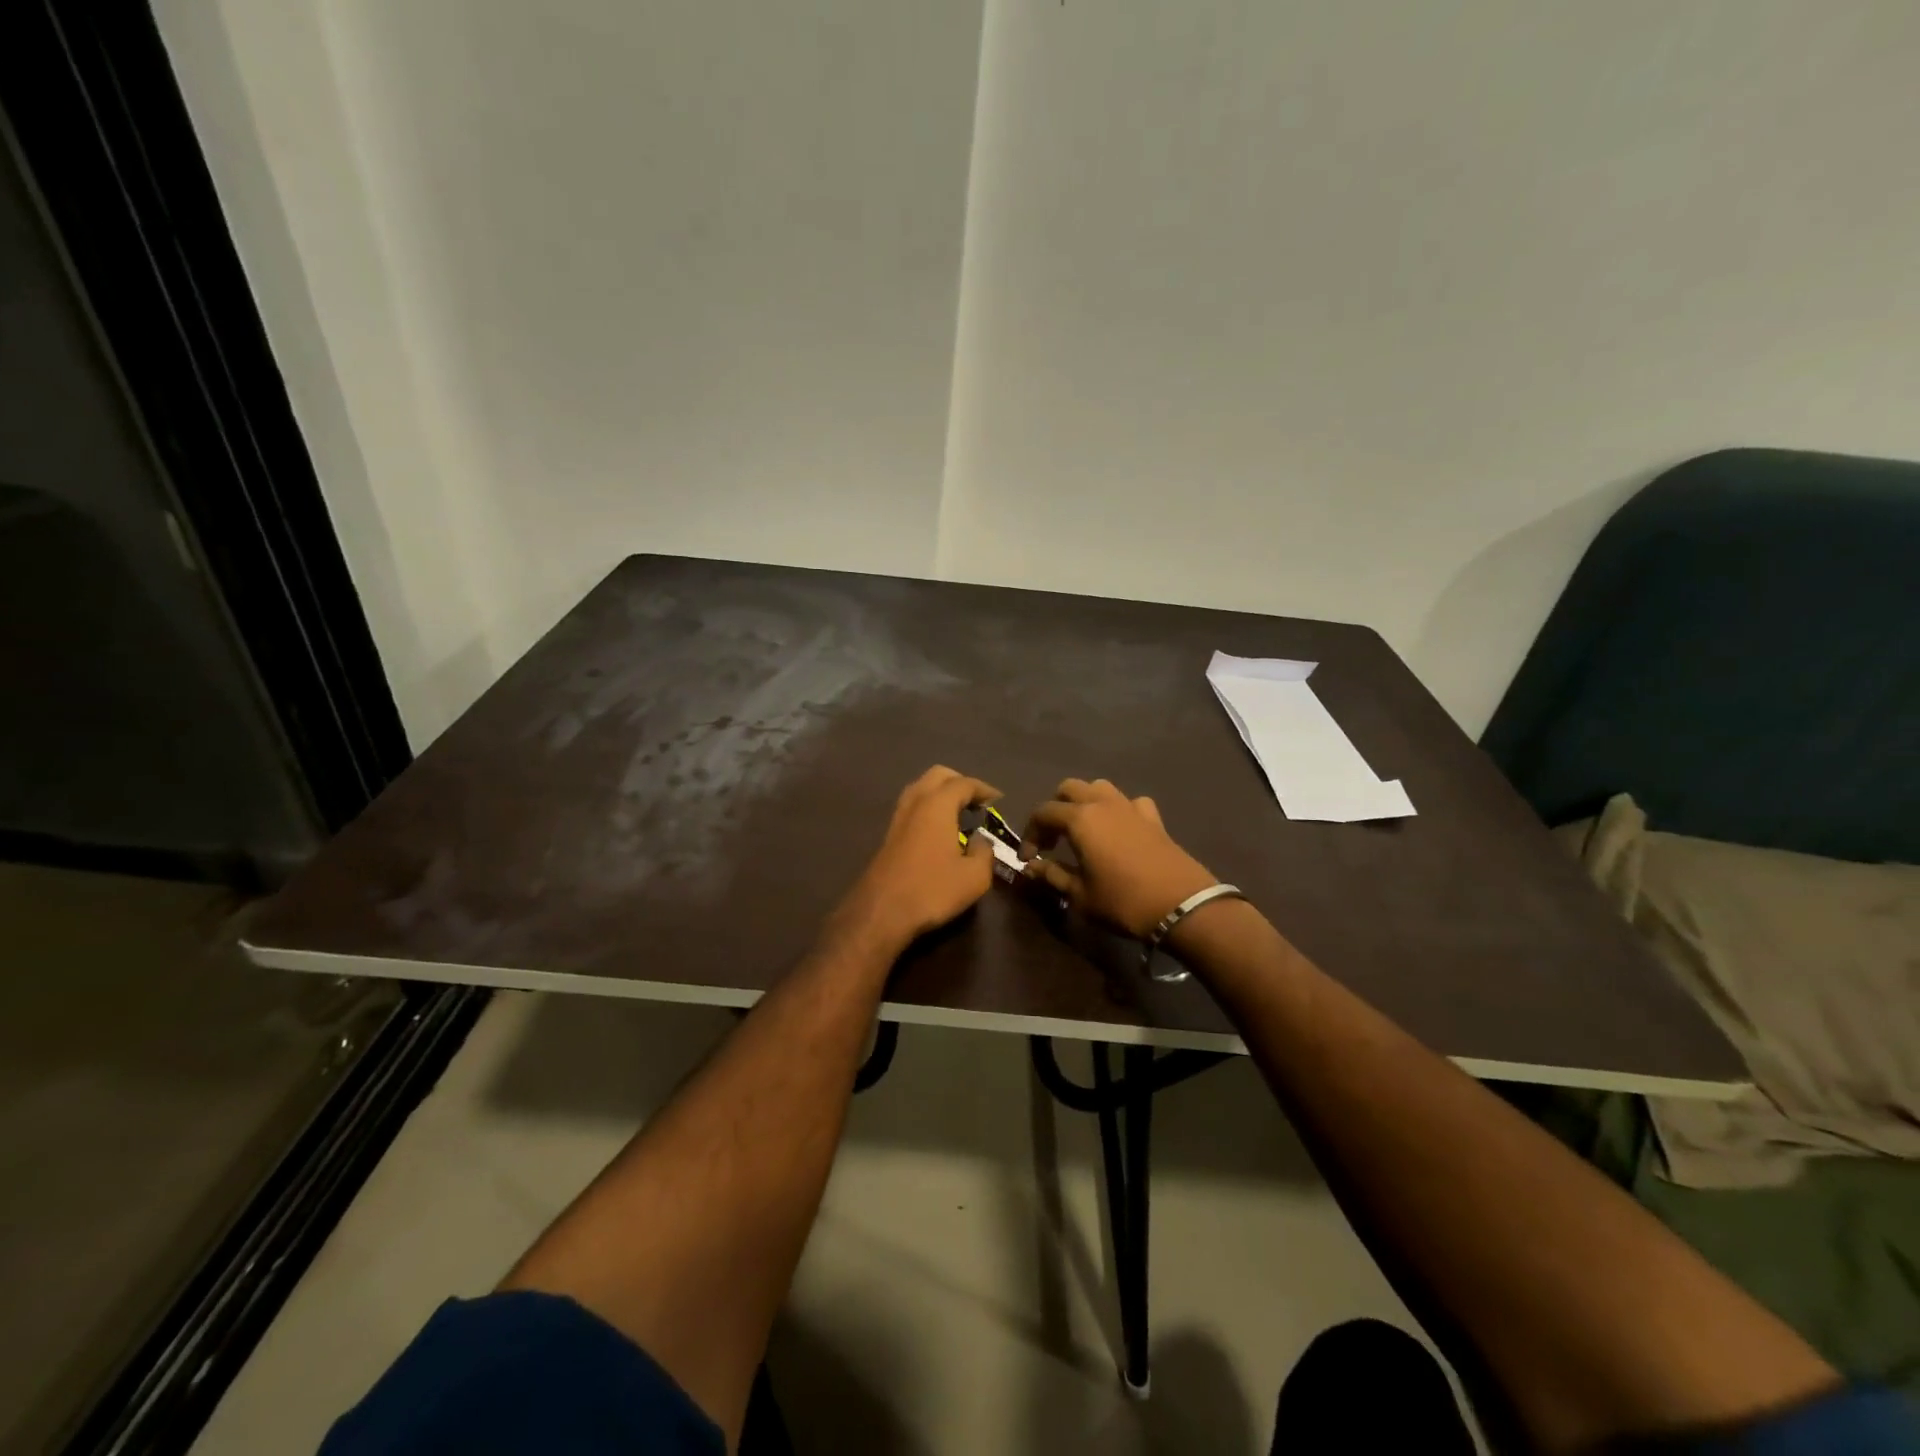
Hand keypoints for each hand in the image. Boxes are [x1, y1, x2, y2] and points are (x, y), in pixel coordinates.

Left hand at [828, 766, 1001, 955]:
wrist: (882, 912)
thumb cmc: (932, 890)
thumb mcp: (974, 876)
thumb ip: (984, 852)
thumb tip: (981, 841)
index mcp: (937, 805)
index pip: (964, 783)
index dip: (984, 789)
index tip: (998, 800)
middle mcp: (915, 803)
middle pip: (937, 775)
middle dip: (959, 782)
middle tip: (977, 801)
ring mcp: (898, 818)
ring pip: (920, 788)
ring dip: (940, 793)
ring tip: (959, 813)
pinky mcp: (888, 835)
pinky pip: (912, 807)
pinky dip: (928, 807)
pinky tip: (939, 830)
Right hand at [1021, 778, 1217, 938]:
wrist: (1182, 907)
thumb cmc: (1123, 902)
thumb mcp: (1080, 895)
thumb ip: (1052, 875)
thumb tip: (1031, 866)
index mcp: (1080, 819)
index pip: (1043, 813)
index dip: (1029, 833)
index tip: (1028, 858)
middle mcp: (1102, 803)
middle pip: (1069, 788)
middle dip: (1054, 809)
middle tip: (1052, 840)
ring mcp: (1131, 807)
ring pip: (1099, 787)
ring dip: (1084, 802)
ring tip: (1082, 829)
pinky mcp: (1154, 819)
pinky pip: (1130, 802)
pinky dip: (1119, 810)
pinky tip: (1119, 830)